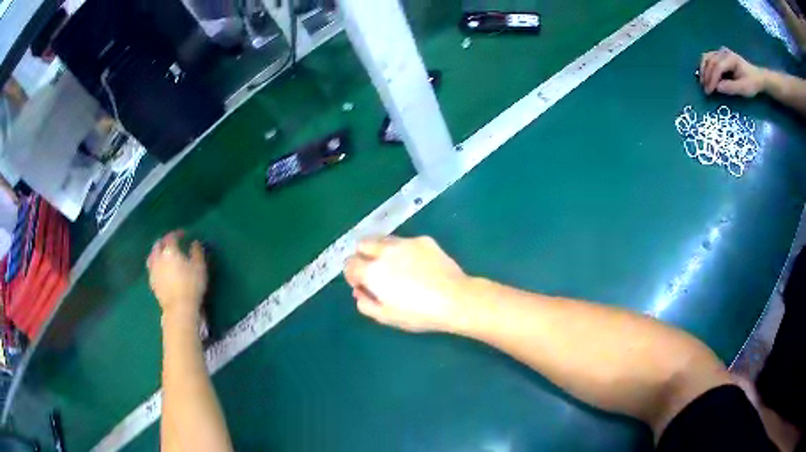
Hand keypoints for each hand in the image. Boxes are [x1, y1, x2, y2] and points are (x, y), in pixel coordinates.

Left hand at [147, 231, 207, 319]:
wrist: (179, 308)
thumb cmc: (191, 285)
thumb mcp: (199, 267)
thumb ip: (197, 252)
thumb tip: (194, 243)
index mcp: (170, 251)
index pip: (171, 237)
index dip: (177, 233)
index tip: (183, 234)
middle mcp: (158, 257)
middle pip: (158, 245)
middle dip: (164, 241)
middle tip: (171, 243)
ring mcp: (153, 271)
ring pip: (152, 256)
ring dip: (156, 252)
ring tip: (162, 255)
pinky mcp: (152, 283)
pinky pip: (151, 268)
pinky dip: (155, 265)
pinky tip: (160, 269)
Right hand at [344, 236, 468, 332]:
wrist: (456, 299)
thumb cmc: (419, 313)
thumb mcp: (386, 317)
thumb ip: (365, 303)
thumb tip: (359, 291)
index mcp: (372, 270)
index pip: (349, 264)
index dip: (352, 275)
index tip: (362, 285)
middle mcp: (385, 250)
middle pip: (363, 244)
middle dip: (363, 256)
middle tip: (375, 272)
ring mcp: (406, 242)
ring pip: (384, 240)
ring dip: (382, 251)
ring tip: (396, 267)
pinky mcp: (424, 240)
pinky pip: (406, 242)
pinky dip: (404, 251)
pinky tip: (418, 265)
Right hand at [700, 47, 766, 96]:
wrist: (757, 77)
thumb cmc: (752, 84)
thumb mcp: (744, 89)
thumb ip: (731, 88)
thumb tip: (717, 88)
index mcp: (730, 58)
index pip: (717, 67)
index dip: (712, 79)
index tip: (709, 91)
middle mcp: (723, 52)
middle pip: (710, 61)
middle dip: (706, 75)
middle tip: (704, 89)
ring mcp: (721, 52)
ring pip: (707, 58)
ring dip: (704, 70)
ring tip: (703, 83)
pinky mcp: (720, 55)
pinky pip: (709, 58)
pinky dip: (705, 66)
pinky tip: (705, 75)